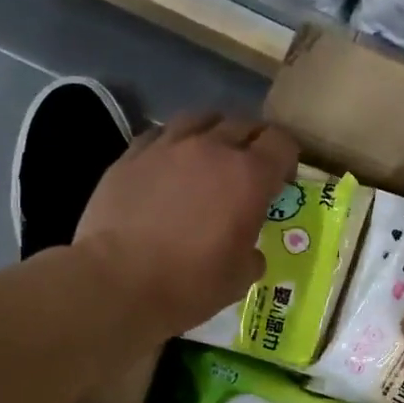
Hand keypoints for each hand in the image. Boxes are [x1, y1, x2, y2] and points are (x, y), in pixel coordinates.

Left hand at [73, 112, 298, 339]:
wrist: (116, 282)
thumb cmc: (188, 284)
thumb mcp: (239, 279)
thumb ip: (252, 254)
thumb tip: (249, 251)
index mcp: (249, 176)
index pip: (281, 143)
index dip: (287, 159)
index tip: (281, 181)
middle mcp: (211, 148)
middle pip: (243, 124)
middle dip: (253, 143)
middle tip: (248, 170)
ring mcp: (167, 146)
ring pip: (200, 118)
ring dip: (213, 133)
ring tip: (209, 155)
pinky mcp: (130, 155)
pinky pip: (160, 134)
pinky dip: (173, 143)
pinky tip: (168, 164)